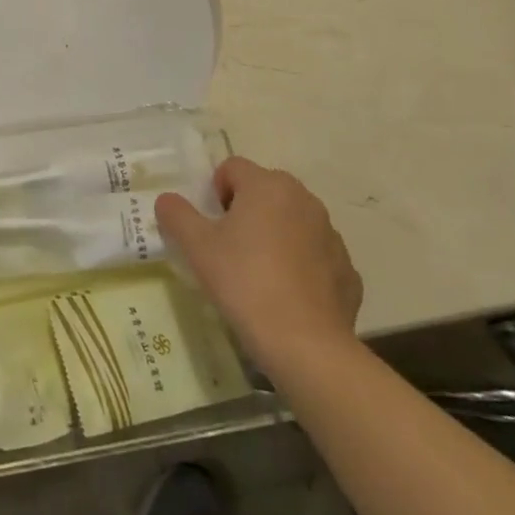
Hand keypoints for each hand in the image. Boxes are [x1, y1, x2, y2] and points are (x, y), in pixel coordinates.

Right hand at [155, 157, 362, 371]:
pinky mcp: (348, 271)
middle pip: (264, 192)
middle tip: (229, 249)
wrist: (306, 345)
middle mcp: (304, 200)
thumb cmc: (245, 282)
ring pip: (291, 222)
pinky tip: (287, 297)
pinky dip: (300, 266)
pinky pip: (314, 256)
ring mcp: (331, 235)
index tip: (210, 228)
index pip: (232, 168)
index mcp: (268, 185)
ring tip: (258, 275)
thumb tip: (167, 200)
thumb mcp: (197, 246)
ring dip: (274, 236)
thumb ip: (176, 214)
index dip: (214, 193)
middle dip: (245, 212)